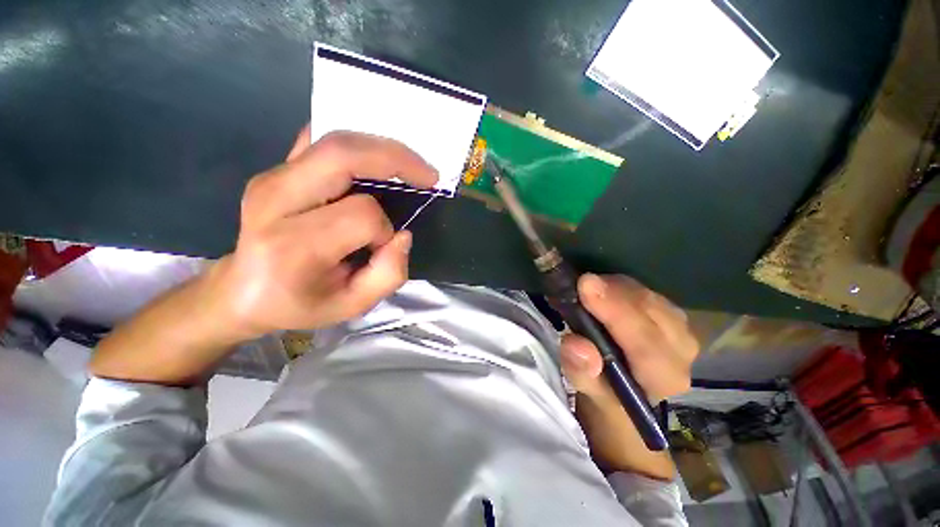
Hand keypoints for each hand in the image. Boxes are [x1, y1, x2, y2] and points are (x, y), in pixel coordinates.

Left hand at [205, 127, 437, 340]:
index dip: (384, 230)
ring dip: (382, 148)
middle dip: (396, 159)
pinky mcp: (275, 169)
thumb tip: (403, 235)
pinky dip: (355, 144)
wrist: (241, 291)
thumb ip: (387, 275)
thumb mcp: (351, 306)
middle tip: (427, 174)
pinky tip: (374, 159)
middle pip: (343, 156)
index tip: (383, 246)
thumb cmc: (298, 303)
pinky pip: (319, 139)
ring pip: (335, 141)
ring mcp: (271, 177)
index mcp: (293, 245)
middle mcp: (275, 201)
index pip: (361, 216)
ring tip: (409, 166)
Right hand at [558, 274, 697, 477]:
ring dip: (615, 288)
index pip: (645, 343)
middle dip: (613, 293)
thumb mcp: (588, 390)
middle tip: (580, 282)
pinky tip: (603, 290)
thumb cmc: (606, 391)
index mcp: (663, 378)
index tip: (586, 286)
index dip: (615, 312)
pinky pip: (646, 290)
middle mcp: (682, 351)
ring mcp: (681, 328)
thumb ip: (582, 372)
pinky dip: (620, 286)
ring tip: (587, 289)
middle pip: (650, 311)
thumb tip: (577, 345)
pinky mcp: (671, 313)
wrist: (628, 386)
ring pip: (648, 296)